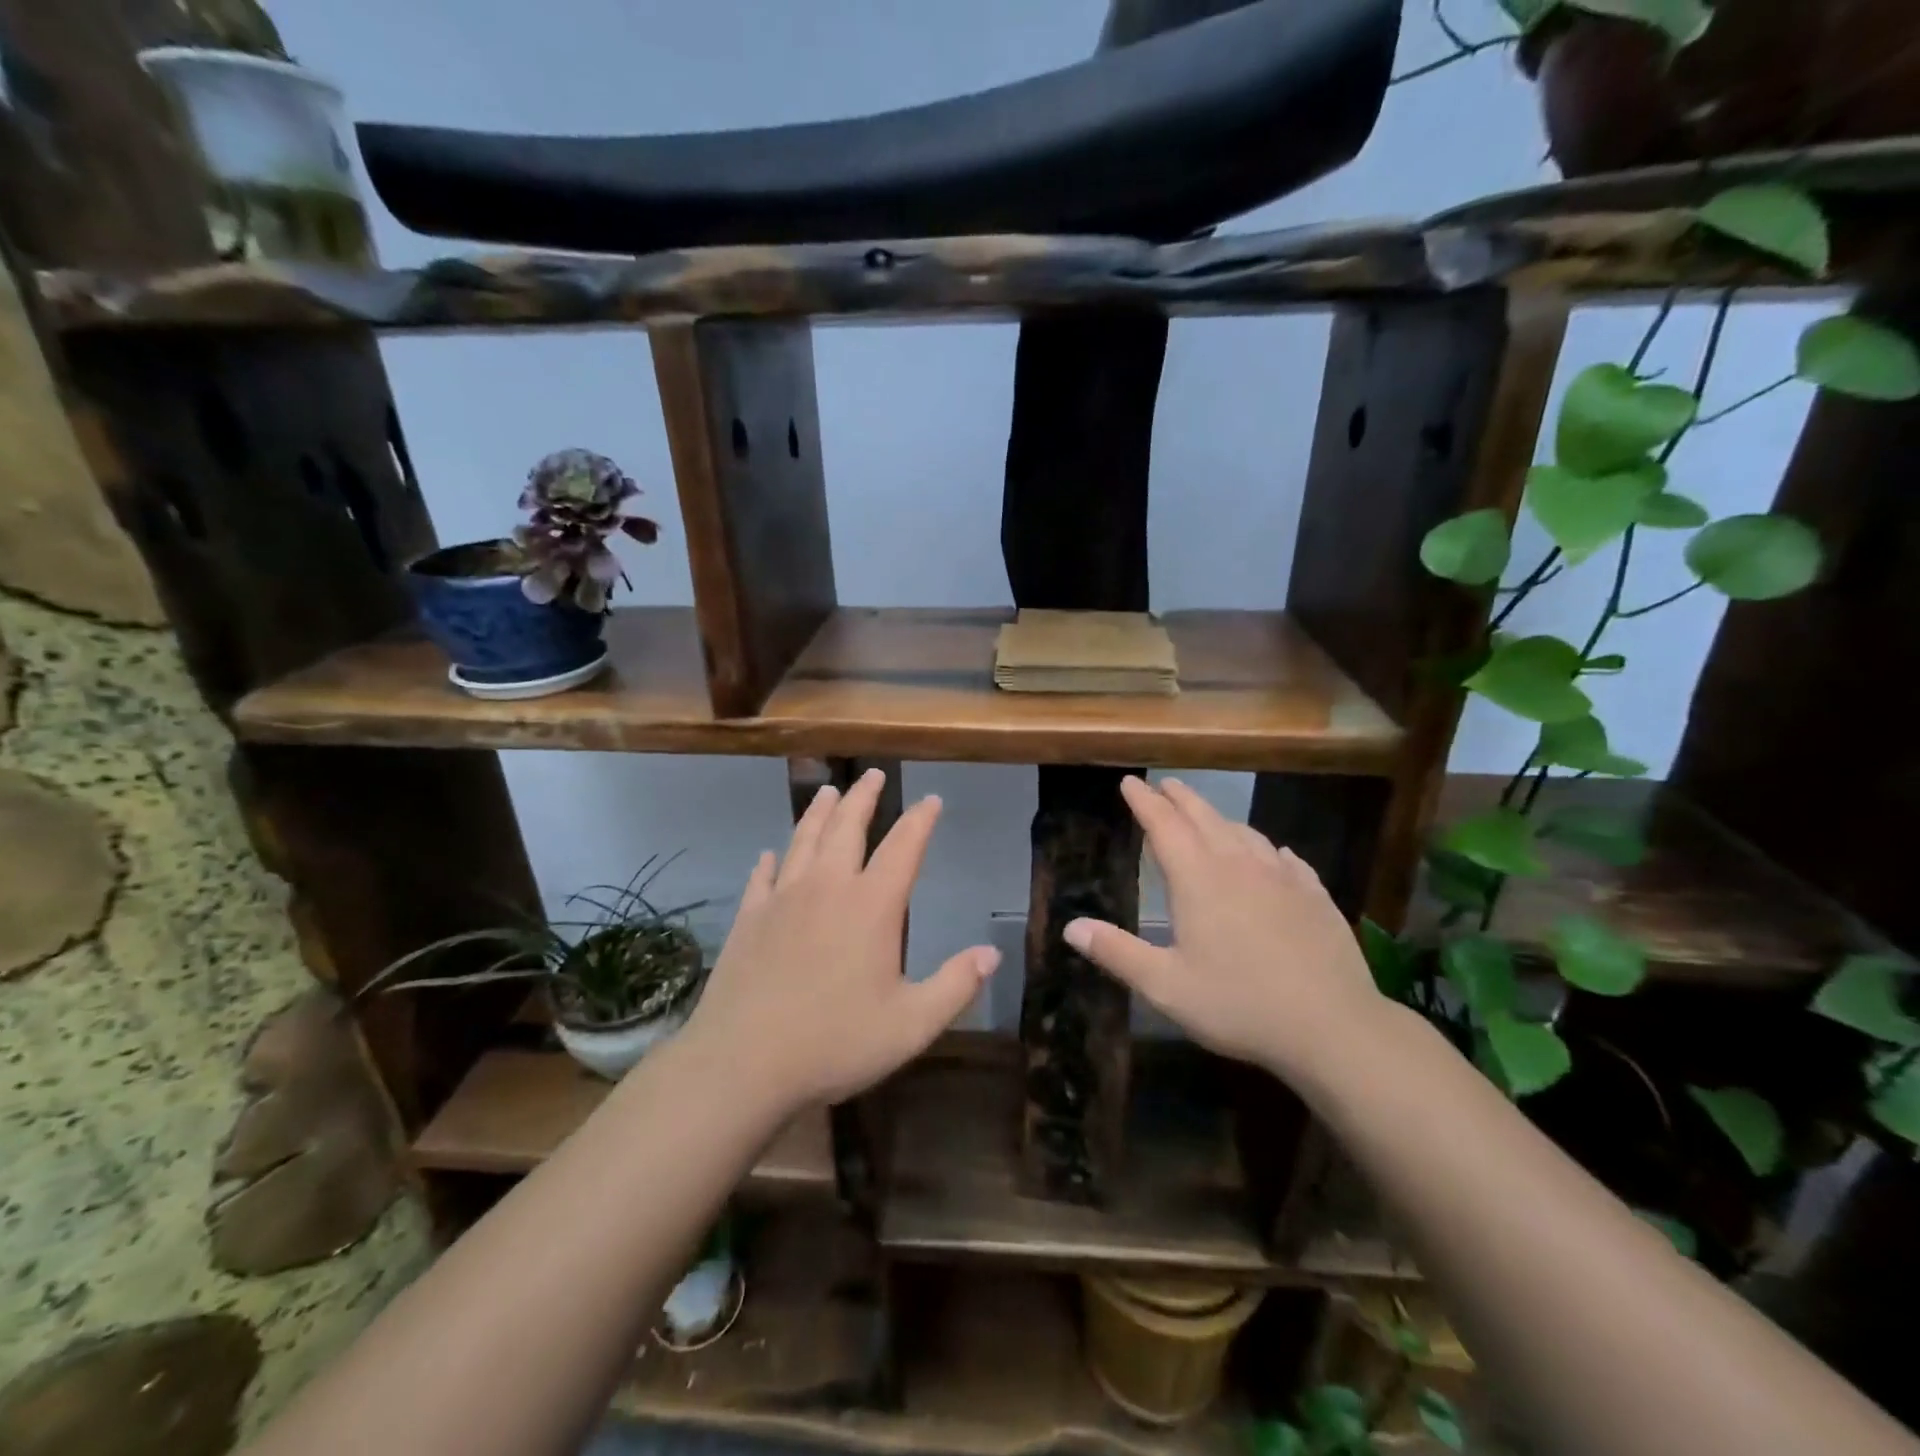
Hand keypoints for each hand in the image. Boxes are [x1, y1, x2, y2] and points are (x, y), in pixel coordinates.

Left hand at [682, 768, 999, 1112]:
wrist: (743, 1064)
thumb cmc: (835, 1042)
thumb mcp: (911, 1025)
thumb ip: (955, 986)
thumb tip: (992, 954)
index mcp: (871, 905)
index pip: (904, 847)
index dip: (921, 820)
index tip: (932, 800)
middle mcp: (827, 887)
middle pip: (847, 827)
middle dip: (864, 797)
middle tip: (872, 774)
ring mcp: (782, 899)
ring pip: (804, 840)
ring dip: (819, 812)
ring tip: (828, 792)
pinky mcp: (749, 918)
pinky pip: (762, 877)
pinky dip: (770, 861)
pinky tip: (769, 854)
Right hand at [1063, 776, 1381, 1082]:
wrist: (1333, 1026)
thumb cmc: (1239, 1004)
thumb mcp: (1165, 986)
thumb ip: (1117, 953)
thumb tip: (1070, 927)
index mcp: (1198, 880)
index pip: (1163, 826)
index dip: (1144, 802)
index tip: (1129, 782)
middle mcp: (1239, 866)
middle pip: (1204, 818)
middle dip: (1180, 799)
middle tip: (1165, 784)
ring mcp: (1282, 878)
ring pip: (1245, 833)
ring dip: (1220, 819)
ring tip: (1208, 817)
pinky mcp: (1314, 895)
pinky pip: (1285, 858)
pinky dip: (1267, 848)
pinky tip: (1273, 854)